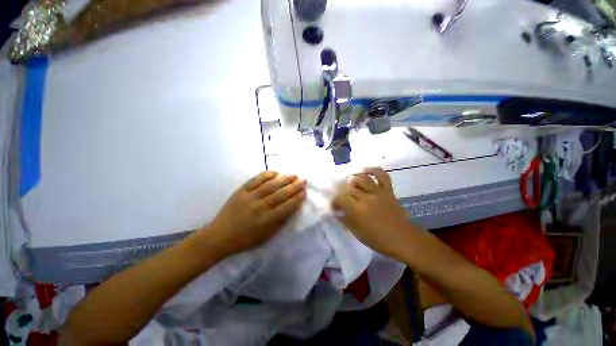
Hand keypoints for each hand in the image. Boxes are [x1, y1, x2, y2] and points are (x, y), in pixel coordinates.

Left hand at [202, 171, 306, 256]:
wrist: (219, 236)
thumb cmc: (245, 240)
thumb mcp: (266, 237)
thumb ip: (280, 222)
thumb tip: (291, 208)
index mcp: (267, 220)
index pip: (287, 206)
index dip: (297, 198)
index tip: (304, 191)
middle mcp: (260, 207)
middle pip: (281, 194)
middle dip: (294, 186)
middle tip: (303, 180)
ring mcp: (250, 197)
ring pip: (271, 185)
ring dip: (284, 179)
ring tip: (294, 175)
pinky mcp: (241, 191)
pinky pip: (256, 180)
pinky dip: (267, 175)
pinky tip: (275, 172)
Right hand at [332, 168, 410, 257]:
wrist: (404, 239)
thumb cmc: (379, 240)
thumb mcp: (357, 233)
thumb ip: (345, 220)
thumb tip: (337, 212)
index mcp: (358, 210)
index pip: (341, 198)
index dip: (335, 201)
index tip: (335, 206)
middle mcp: (367, 197)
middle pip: (350, 187)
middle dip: (343, 192)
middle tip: (344, 198)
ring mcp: (378, 192)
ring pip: (362, 178)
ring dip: (355, 180)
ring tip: (354, 186)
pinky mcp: (388, 190)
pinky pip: (382, 175)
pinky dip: (374, 171)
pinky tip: (367, 171)